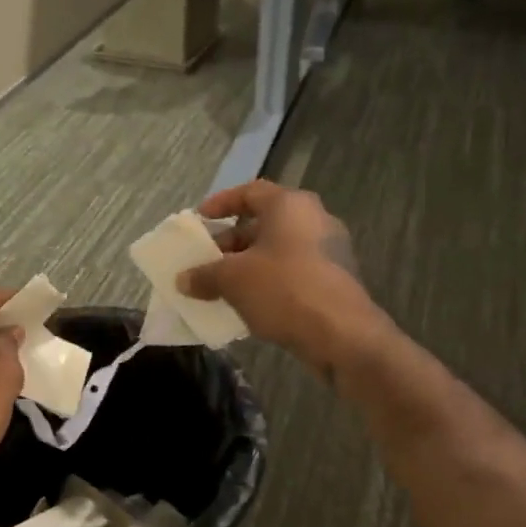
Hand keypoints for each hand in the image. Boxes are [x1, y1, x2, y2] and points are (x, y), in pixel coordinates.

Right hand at [179, 180, 390, 376]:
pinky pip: (293, 272)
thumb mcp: (233, 280)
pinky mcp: (335, 280)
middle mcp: (314, 219)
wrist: (342, 334)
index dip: (222, 203)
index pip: (250, 192)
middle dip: (232, 242)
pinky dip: (269, 282)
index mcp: (290, 205)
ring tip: (222, 286)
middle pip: (264, 223)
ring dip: (249, 265)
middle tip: (207, 261)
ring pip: (278, 250)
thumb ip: (204, 275)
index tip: (200, 219)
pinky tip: (250, 304)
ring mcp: (329, 250)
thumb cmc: (284, 290)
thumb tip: (183, 280)